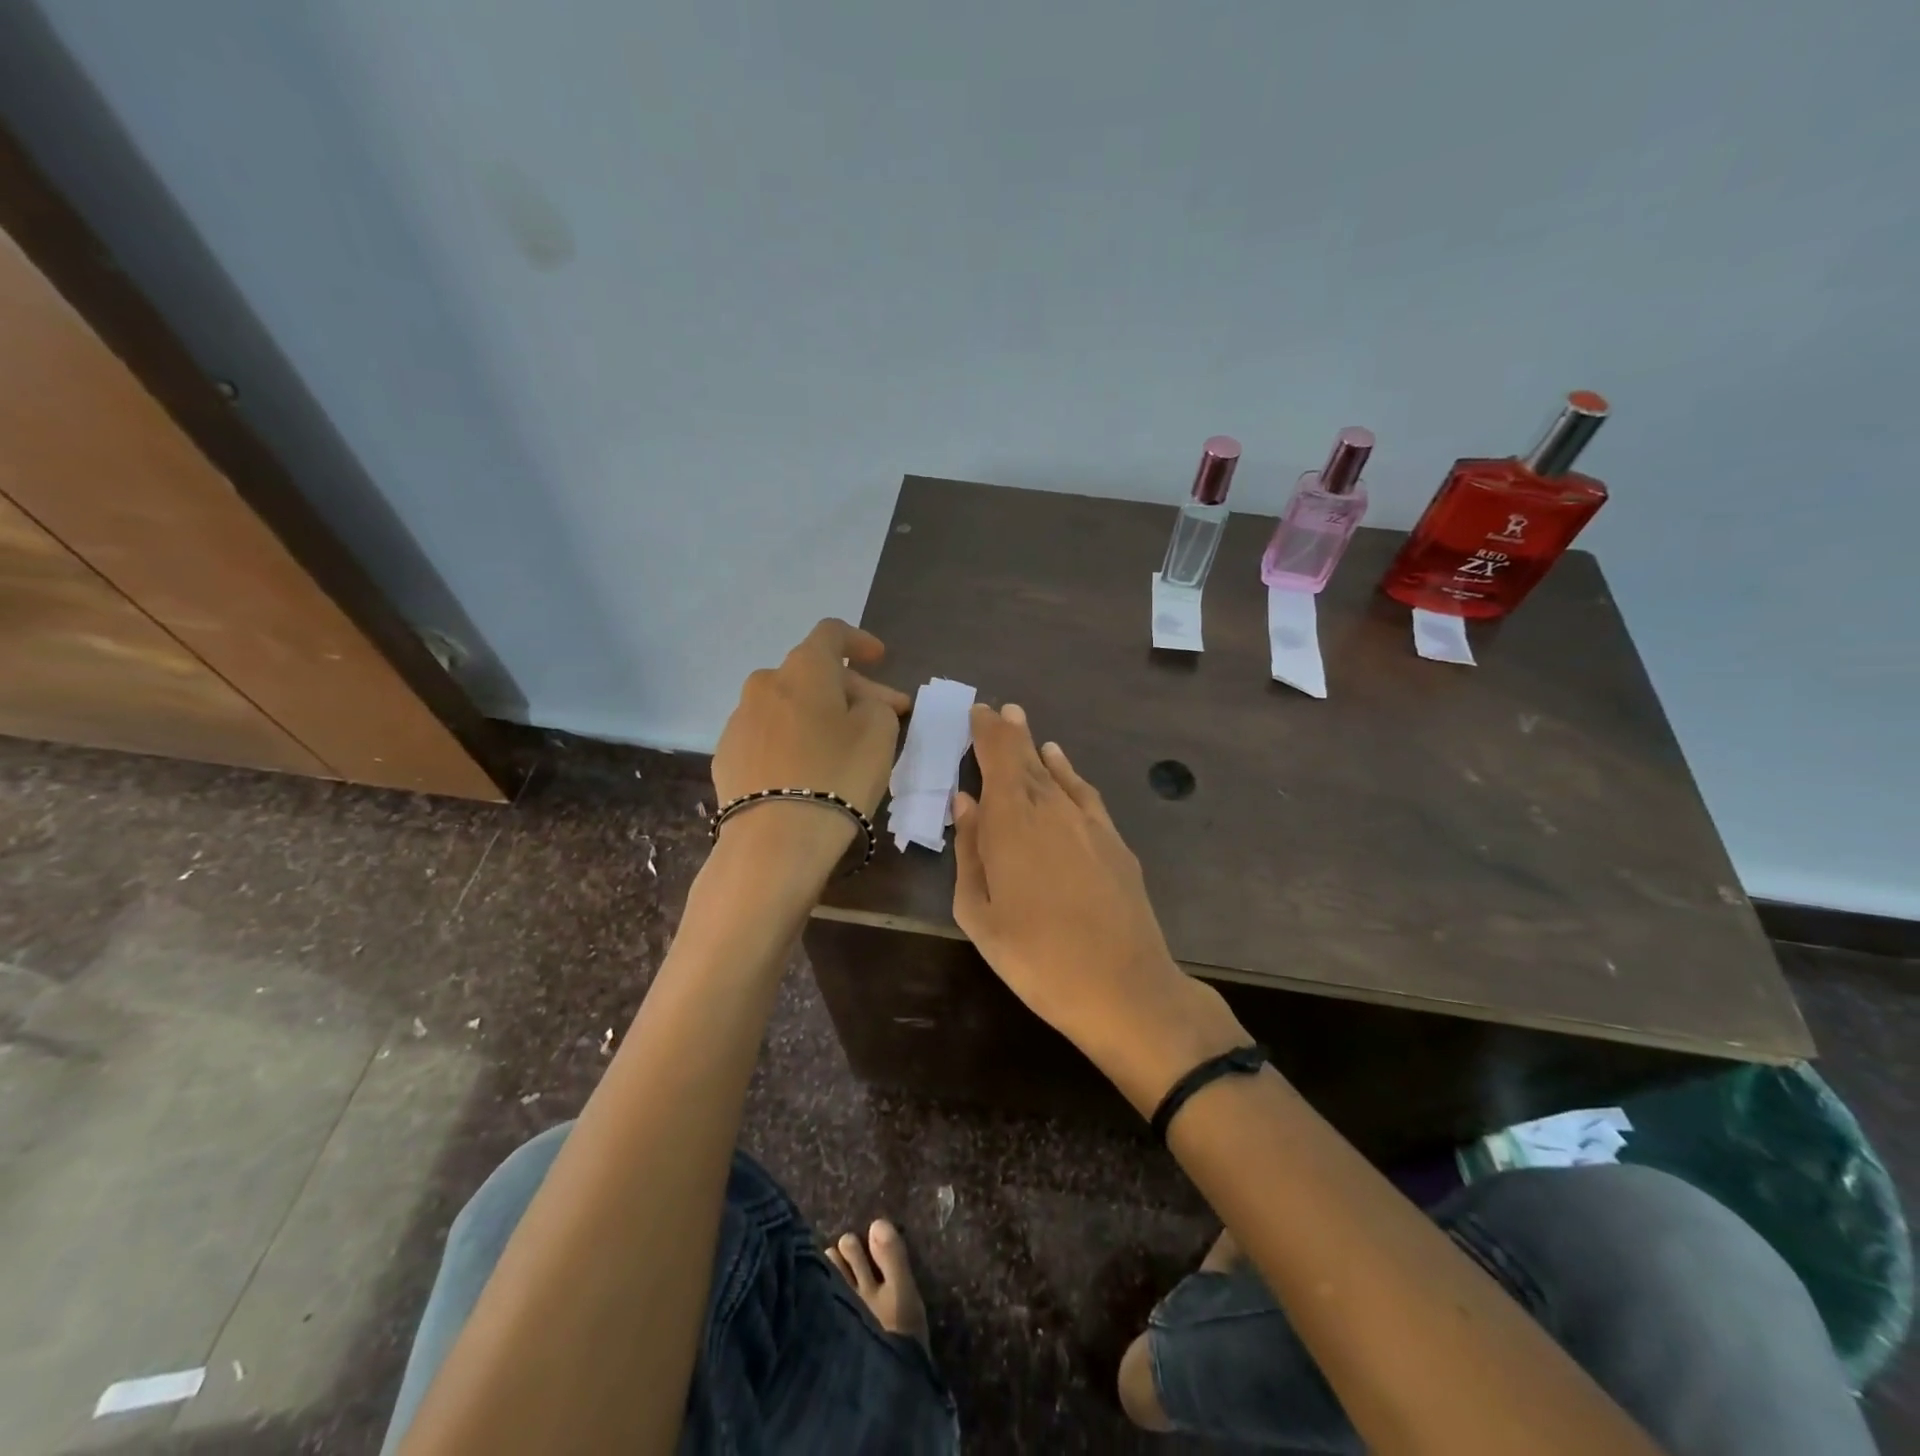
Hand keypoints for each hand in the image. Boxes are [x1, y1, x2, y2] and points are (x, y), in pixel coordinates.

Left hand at [711, 619, 910, 864]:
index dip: (859, 641)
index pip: (832, 633)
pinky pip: (768, 735)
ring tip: (841, 745)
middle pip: (812, 673)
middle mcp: (765, 684)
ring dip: (817, 714)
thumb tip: (860, 704)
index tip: (879, 658)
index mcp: (804, 669)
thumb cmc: (838, 775)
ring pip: (788, 704)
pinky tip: (806, 770)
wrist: (775, 840)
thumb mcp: (879, 732)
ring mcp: (739, 720)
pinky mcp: (727, 756)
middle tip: (882, 715)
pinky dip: (791, 741)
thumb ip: (876, 704)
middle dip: (850, 689)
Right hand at [952, 704, 1246, 1111]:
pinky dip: (1068, 772)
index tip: (977, 710)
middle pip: (1026, 759)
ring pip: (1054, 772)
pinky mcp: (1114, 840)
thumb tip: (965, 801)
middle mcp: (1050, 809)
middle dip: (1008, 733)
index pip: (998, 759)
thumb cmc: (1036, 958)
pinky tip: (1060, 762)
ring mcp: (1087, 822)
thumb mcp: (980, 914)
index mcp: (1011, 823)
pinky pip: (1084, 792)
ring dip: (1035, 746)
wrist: (1123, 987)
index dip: (986, 732)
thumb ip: (970, 850)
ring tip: (1021, 724)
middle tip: (996, 711)